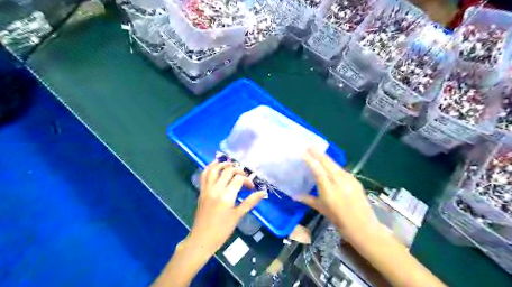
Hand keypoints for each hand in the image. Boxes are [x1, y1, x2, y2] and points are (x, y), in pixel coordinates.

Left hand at [189, 161, 267, 255]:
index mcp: (226, 196)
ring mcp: (206, 190)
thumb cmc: (221, 230)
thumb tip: (262, 193)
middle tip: (244, 175)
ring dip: (222, 164)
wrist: (201, 240)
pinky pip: (204, 176)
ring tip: (230, 164)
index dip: (247, 180)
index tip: (251, 187)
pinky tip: (215, 166)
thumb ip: (249, 202)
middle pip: (227, 171)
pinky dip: (209, 168)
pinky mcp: (201, 192)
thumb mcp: (237, 216)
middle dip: (238, 170)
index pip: (238, 179)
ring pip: (213, 170)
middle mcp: (215, 189)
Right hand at [301, 148, 379, 244]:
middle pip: (327, 163)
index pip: (318, 170)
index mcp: (329, 190)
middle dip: (317, 153)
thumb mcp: (322, 209)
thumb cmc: (339, 220)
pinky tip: (330, 164)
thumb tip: (294, 196)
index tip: (303, 152)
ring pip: (335, 164)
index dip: (310, 160)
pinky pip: (341, 170)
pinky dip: (333, 165)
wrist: (363, 227)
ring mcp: (349, 180)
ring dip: (325, 158)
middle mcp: (339, 182)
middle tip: (309, 146)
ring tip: (318, 152)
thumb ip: (308, 199)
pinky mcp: (355, 180)